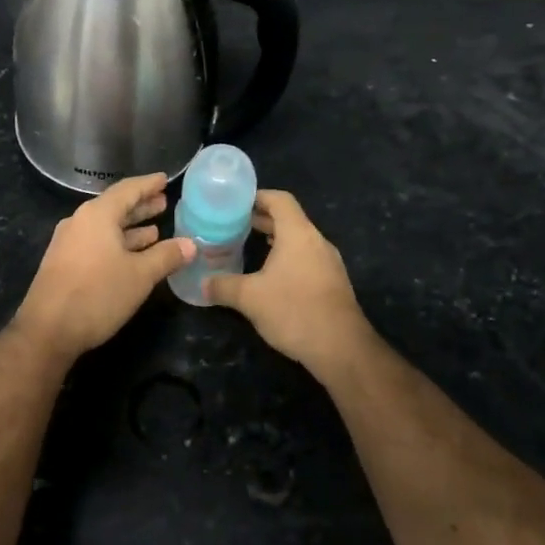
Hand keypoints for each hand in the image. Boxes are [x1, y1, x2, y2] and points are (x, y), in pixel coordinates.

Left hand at [12, 173, 194, 362]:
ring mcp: (69, 243)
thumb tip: (191, 244)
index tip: (165, 179)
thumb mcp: (140, 275)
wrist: (47, 330)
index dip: (148, 184)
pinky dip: (117, 244)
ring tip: (155, 230)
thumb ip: (166, 256)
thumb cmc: (97, 294)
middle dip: (140, 206)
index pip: (128, 190)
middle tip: (163, 203)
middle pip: (115, 207)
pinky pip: (96, 243)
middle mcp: (80, 222)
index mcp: (97, 215)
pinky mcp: (64, 263)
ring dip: (130, 228)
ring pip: (105, 228)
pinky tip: (133, 255)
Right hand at [205, 190, 371, 373]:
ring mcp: (328, 262)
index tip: (235, 203)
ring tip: (249, 246)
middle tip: (234, 225)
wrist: (342, 348)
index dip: (257, 196)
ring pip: (298, 240)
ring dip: (276, 239)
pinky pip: (306, 258)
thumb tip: (202, 284)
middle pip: (289, 218)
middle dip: (262, 219)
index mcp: (298, 234)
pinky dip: (287, 257)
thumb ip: (223, 286)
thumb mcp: (249, 298)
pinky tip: (271, 275)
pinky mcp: (333, 282)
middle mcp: (316, 241)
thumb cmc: (294, 311)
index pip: (279, 200)